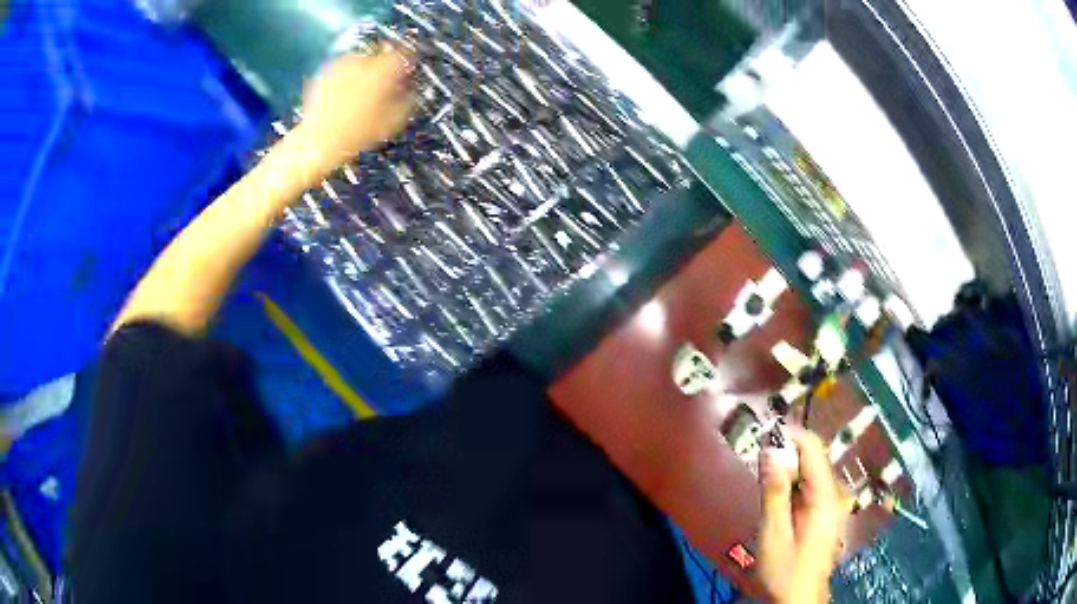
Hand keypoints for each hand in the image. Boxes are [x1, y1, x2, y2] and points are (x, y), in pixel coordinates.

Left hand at [295, 45, 415, 180]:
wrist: (317, 143)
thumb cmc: (353, 135)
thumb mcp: (392, 122)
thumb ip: (407, 100)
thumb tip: (410, 91)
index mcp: (382, 71)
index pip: (404, 56)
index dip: (408, 65)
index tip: (407, 73)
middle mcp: (362, 62)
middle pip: (381, 57)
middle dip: (384, 70)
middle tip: (385, 88)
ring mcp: (341, 66)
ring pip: (362, 62)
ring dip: (366, 73)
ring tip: (364, 95)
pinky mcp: (325, 73)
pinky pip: (344, 70)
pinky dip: (348, 78)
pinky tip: (347, 97)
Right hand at [757, 426, 849, 603]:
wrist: (799, 598)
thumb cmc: (785, 569)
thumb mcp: (773, 533)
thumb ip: (773, 492)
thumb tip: (770, 451)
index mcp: (825, 496)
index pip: (813, 448)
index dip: (790, 435)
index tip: (763, 433)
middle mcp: (834, 494)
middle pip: (813, 458)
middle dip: (786, 454)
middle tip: (758, 462)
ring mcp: (832, 503)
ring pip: (811, 472)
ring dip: (787, 470)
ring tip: (763, 480)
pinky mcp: (826, 513)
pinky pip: (810, 487)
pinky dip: (792, 485)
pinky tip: (777, 499)